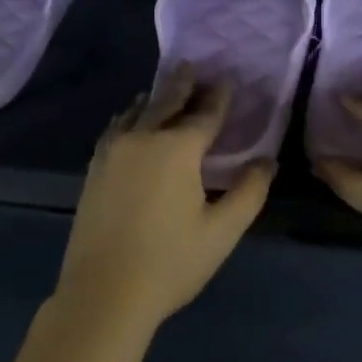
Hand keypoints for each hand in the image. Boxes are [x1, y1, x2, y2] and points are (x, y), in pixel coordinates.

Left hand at [56, 68, 273, 333]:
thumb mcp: (222, 231)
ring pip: (138, 112)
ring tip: (168, 86)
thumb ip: (249, 191)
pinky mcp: (95, 168)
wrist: (103, 294)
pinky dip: (130, 116)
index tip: (228, 79)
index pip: (205, 114)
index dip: (220, 96)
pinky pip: (116, 128)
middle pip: (167, 102)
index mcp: (177, 149)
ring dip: (156, 97)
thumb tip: (266, 161)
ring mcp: (113, 151)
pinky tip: (132, 118)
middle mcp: (142, 138)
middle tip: (194, 67)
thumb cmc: (170, 264)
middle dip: (184, 84)